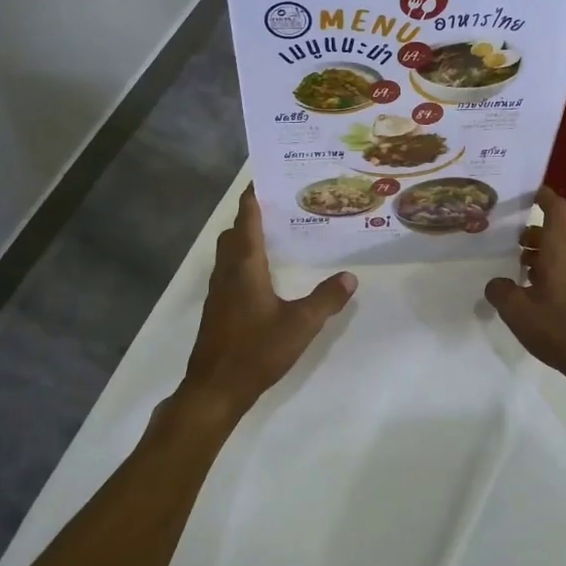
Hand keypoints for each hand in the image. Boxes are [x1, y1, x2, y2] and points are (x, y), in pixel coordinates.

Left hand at [178, 187, 356, 419]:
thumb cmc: (256, 350)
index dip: (253, 197)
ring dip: (246, 239)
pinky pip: (230, 271)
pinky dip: (244, 261)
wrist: (215, 388)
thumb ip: (326, 299)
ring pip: (229, 253)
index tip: (265, 177)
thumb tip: (350, 277)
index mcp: (245, 266)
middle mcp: (228, 271)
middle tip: (280, 207)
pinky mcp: (218, 308)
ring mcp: (219, 291)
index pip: (246, 219)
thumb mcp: (300, 325)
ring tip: (276, 236)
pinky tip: (265, 275)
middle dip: (251, 216)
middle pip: (234, 233)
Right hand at [485, 188, 565, 388]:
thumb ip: (500, 291)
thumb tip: (497, 284)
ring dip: (540, 259)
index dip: (542, 195)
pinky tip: (538, 298)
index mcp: (561, 251)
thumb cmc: (559, 329)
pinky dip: (553, 274)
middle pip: (554, 234)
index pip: (556, 209)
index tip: (527, 192)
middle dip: (531, 238)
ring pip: (562, 254)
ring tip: (518, 277)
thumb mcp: (517, 311)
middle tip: (507, 249)